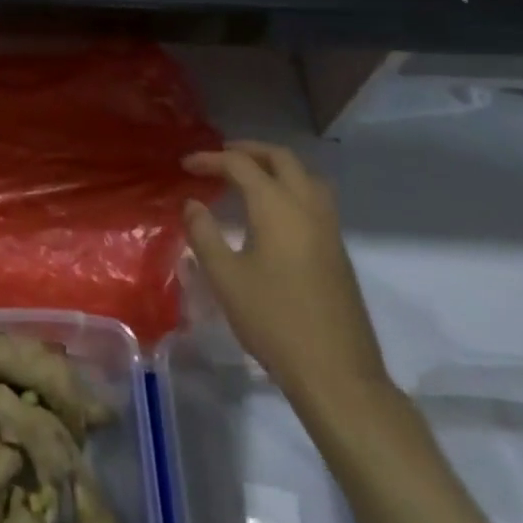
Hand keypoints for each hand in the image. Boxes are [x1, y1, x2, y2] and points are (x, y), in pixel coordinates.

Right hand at [182, 142, 388, 406]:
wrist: (336, 372)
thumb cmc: (273, 321)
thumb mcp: (225, 278)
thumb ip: (204, 234)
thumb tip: (192, 204)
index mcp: (277, 207)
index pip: (241, 165)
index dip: (210, 159)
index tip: (185, 165)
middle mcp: (307, 207)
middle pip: (281, 158)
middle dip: (248, 150)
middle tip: (219, 157)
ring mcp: (328, 228)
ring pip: (305, 175)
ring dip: (275, 166)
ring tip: (247, 176)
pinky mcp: (337, 249)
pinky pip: (314, 197)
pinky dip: (290, 186)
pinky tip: (272, 211)